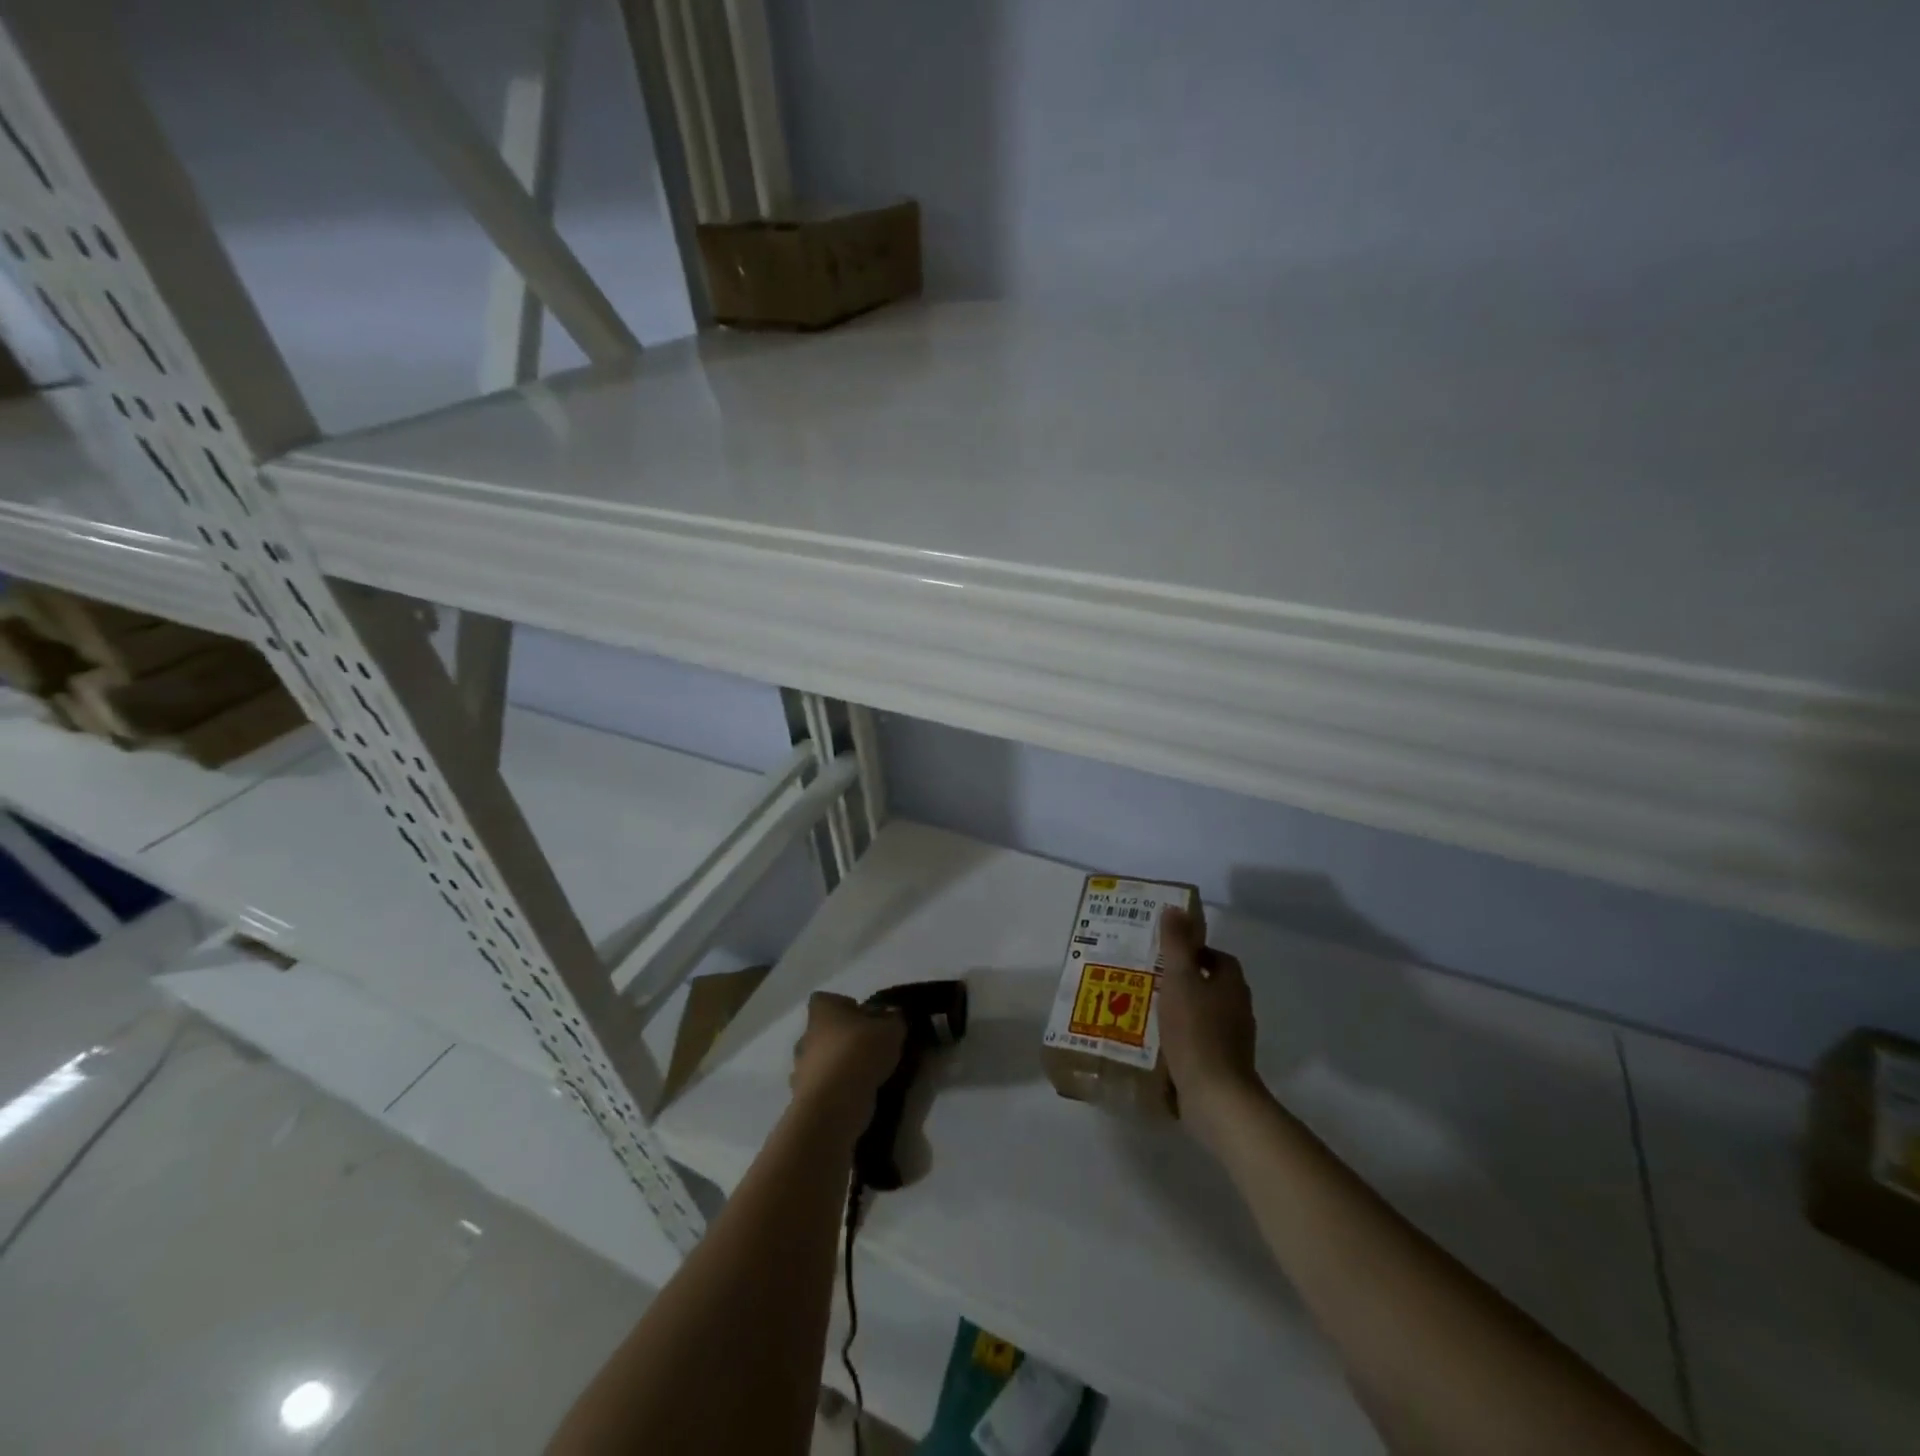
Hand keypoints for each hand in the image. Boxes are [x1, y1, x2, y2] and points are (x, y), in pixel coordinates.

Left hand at [790, 992, 905, 1133]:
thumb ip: (893, 1019)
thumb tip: (891, 1015)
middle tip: (870, 1048)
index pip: (825, 999)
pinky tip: (857, 1095)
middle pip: (824, 1031)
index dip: (844, 1006)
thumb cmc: (860, 1053)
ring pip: (822, 1060)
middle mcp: (806, 1036)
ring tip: (867, 1075)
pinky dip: (837, 1090)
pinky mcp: (804, 1098)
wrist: (833, 1105)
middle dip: (843, 1038)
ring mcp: (801, 1069)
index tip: (865, 1018)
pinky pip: (823, 1087)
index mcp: (822, 1012)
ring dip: (839, 1066)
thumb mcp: (891, 1029)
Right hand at [1158, 907, 1264, 1140]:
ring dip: (1184, 1010)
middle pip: (1213, 986)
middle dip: (1187, 981)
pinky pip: (1201, 1042)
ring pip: (1207, 1015)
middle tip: (1153, 980)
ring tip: (1150, 1011)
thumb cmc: (1195, 1030)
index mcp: (1231, 984)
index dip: (1195, 952)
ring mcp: (1233, 1040)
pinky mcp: (1223, 1066)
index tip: (1168, 955)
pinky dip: (1184, 1038)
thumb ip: (1176, 944)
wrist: (1215, 1096)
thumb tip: (1175, 909)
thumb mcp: (1179, 979)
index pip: (1217, 957)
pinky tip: (1160, 1045)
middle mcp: (1238, 1009)